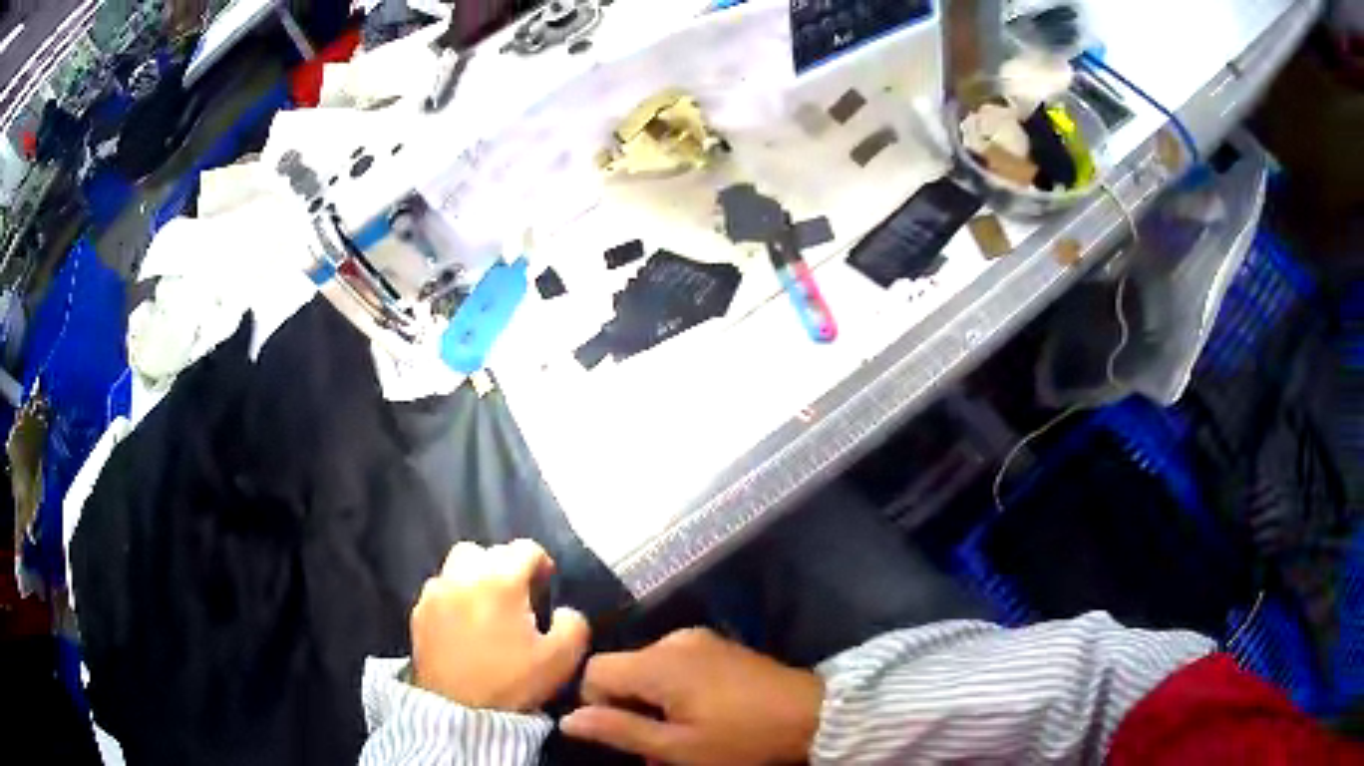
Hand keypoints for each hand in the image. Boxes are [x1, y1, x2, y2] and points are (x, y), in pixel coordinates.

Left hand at [411, 540, 589, 711]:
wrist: (457, 712)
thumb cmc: (512, 683)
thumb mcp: (561, 659)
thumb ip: (574, 625)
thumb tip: (564, 610)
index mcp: (501, 581)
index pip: (525, 549)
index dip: (541, 563)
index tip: (546, 587)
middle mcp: (464, 576)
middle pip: (487, 551)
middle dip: (504, 566)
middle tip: (516, 596)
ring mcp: (436, 592)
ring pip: (457, 564)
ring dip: (475, 576)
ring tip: (485, 606)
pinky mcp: (418, 611)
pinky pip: (439, 588)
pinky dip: (453, 596)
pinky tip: (462, 623)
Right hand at [560, 628, 823, 764]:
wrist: (813, 716)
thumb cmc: (743, 738)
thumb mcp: (679, 748)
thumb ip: (620, 731)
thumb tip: (568, 720)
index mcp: (658, 662)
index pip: (595, 670)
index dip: (596, 704)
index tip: (623, 735)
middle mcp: (673, 639)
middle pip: (622, 669)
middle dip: (627, 707)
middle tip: (656, 743)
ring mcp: (699, 639)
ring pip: (648, 668)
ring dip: (651, 701)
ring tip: (680, 733)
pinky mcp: (718, 645)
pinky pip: (674, 663)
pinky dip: (673, 689)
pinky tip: (700, 713)